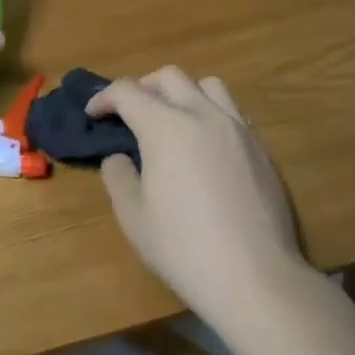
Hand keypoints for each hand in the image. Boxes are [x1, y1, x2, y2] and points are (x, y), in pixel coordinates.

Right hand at [87, 69, 308, 322]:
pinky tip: (204, 147)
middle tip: (128, 114)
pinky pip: (232, 112)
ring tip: (171, 121)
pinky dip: (209, 114)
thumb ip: (119, 176)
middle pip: (169, 78)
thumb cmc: (183, 247)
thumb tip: (119, 158)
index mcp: (166, 127)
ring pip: (208, 86)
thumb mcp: (133, 216)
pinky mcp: (261, 149)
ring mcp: (238, 129)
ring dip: (182, 93)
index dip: (103, 97)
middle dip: (142, 87)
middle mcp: (203, 115)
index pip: (128, 91)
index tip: (92, 114)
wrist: (253, 276)